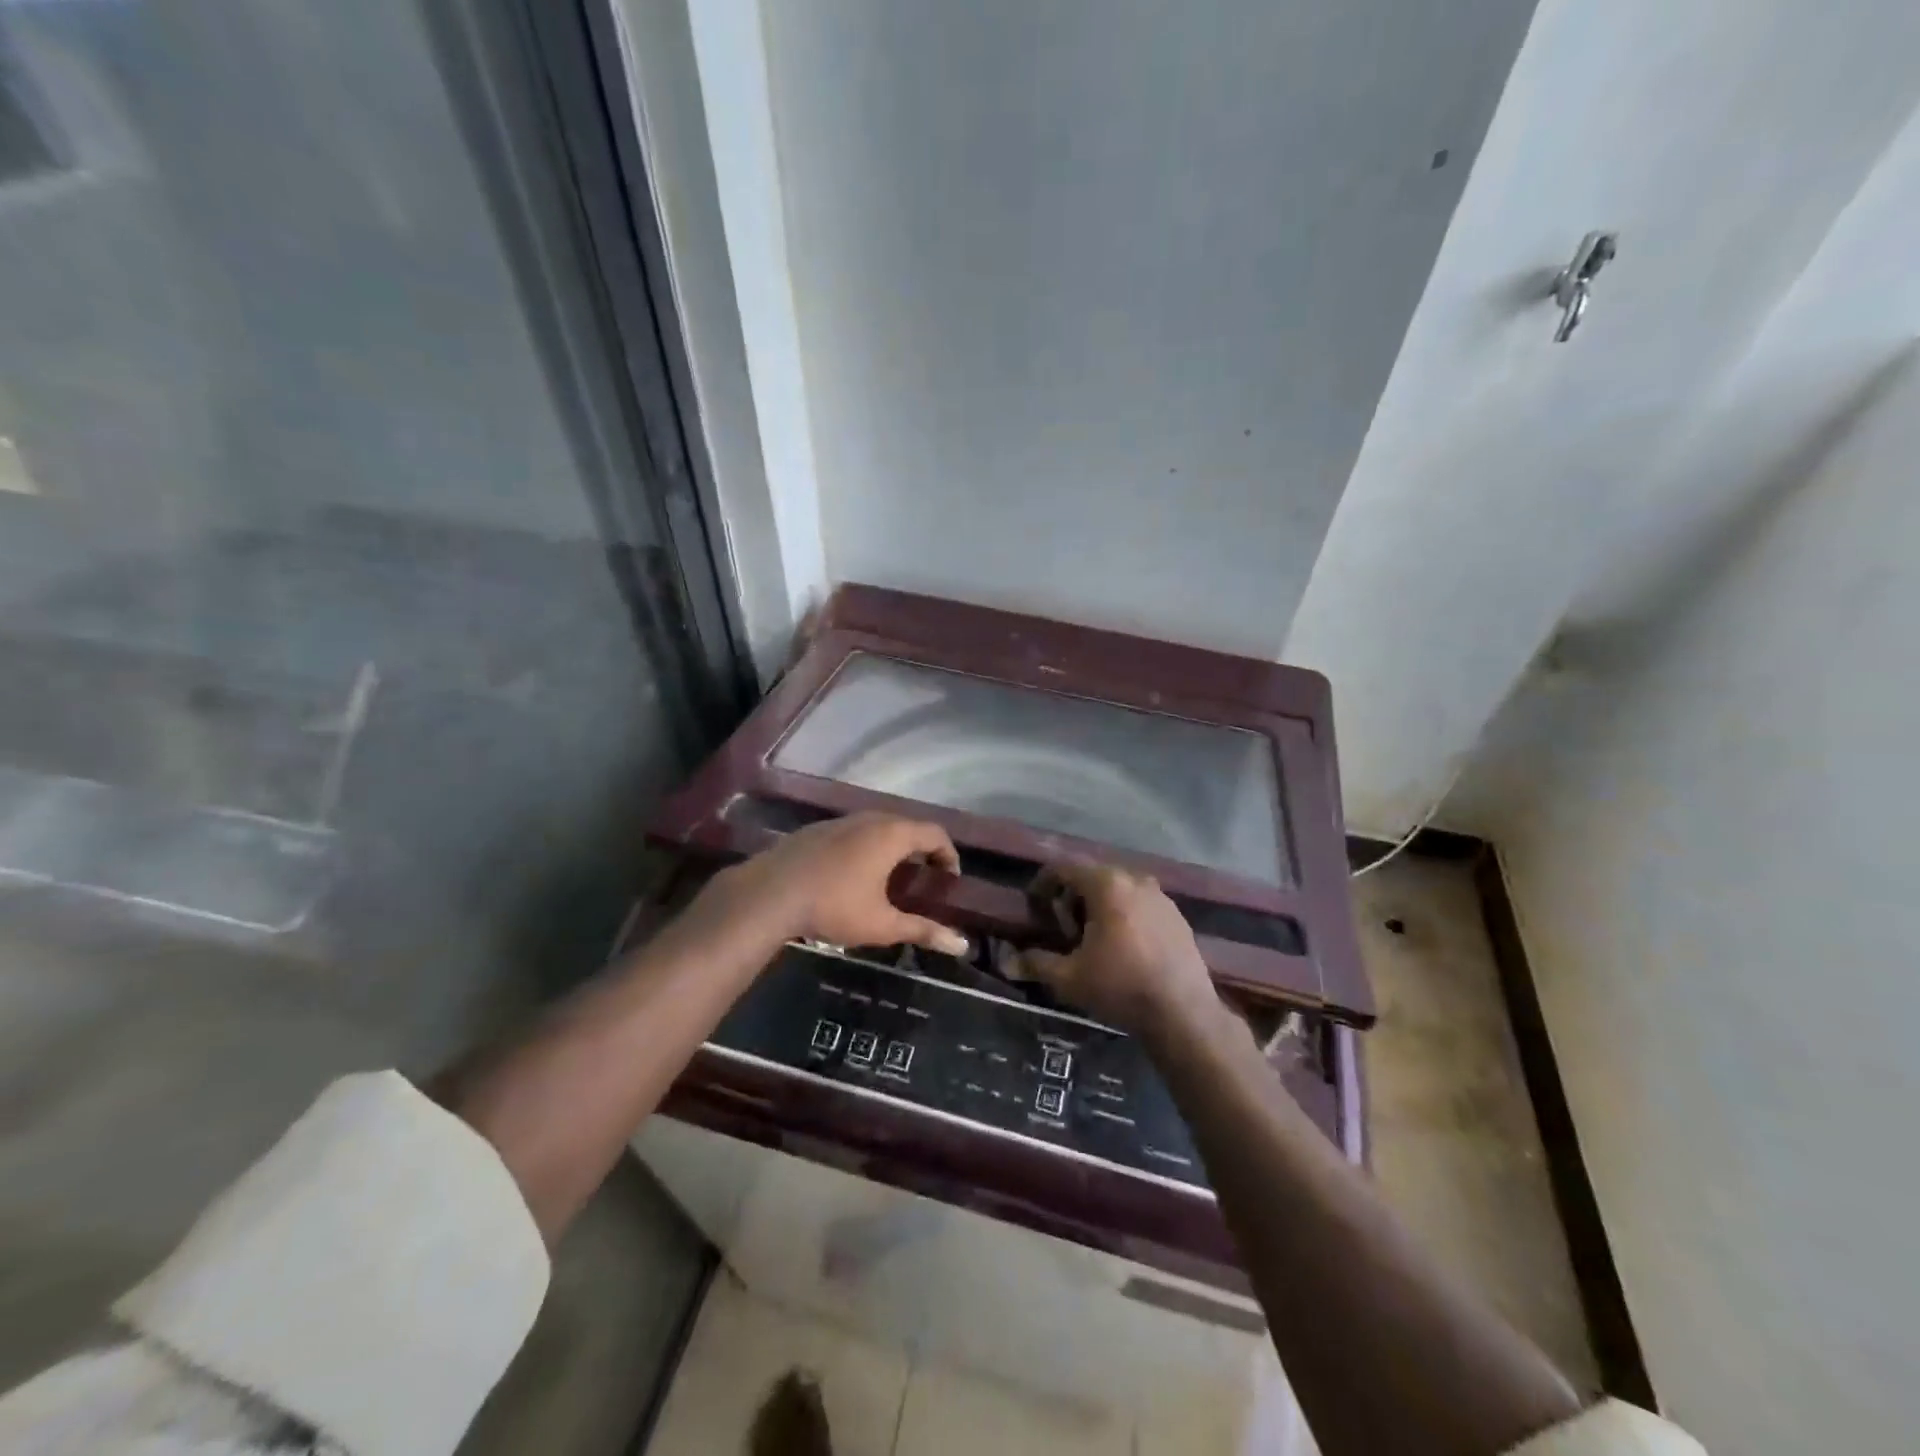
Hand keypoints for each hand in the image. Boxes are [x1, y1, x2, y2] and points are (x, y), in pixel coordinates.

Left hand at [713, 813, 969, 955]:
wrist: (769, 893)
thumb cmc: (834, 906)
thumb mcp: (882, 925)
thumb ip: (923, 931)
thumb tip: (962, 944)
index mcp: (892, 835)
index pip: (935, 833)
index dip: (948, 854)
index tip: (950, 878)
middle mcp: (869, 818)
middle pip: (907, 826)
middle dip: (921, 849)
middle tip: (924, 878)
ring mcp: (840, 821)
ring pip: (877, 826)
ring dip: (892, 847)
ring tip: (891, 877)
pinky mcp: (816, 830)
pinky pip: (853, 832)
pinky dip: (866, 847)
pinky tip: (853, 874)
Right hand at [1017, 862, 1217, 1033]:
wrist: (1184, 1014)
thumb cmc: (1121, 988)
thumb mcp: (1070, 978)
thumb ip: (1036, 963)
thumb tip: (1007, 961)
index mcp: (1106, 885)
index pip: (1064, 868)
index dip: (1043, 883)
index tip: (1034, 905)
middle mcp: (1135, 880)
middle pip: (1092, 876)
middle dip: (1072, 897)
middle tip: (1063, 929)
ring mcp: (1161, 896)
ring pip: (1118, 889)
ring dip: (1099, 906)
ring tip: (1092, 940)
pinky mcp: (1177, 915)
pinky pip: (1140, 904)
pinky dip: (1124, 915)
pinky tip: (1123, 947)